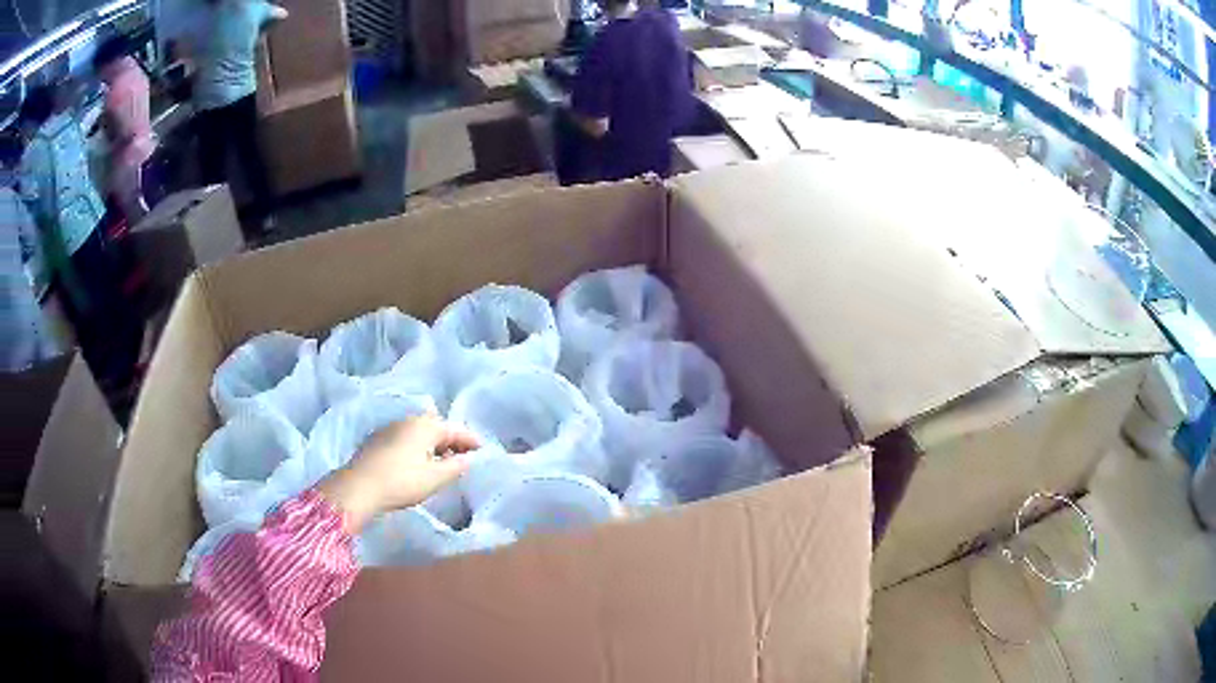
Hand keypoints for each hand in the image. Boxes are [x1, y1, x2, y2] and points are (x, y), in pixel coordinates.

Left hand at [317, 413, 478, 533]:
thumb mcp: (435, 478)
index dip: (471, 440)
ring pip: (419, 434)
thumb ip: (456, 466)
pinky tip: (417, 464)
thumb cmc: (402, 481)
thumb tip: (468, 459)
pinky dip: (417, 448)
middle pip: (437, 428)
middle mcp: (408, 420)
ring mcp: (390, 428)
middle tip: (464, 457)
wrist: (359, 487)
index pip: (455, 429)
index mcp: (426, 425)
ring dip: (433, 445)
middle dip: (452, 441)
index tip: (483, 449)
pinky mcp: (377, 441)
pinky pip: (405, 440)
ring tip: (442, 462)